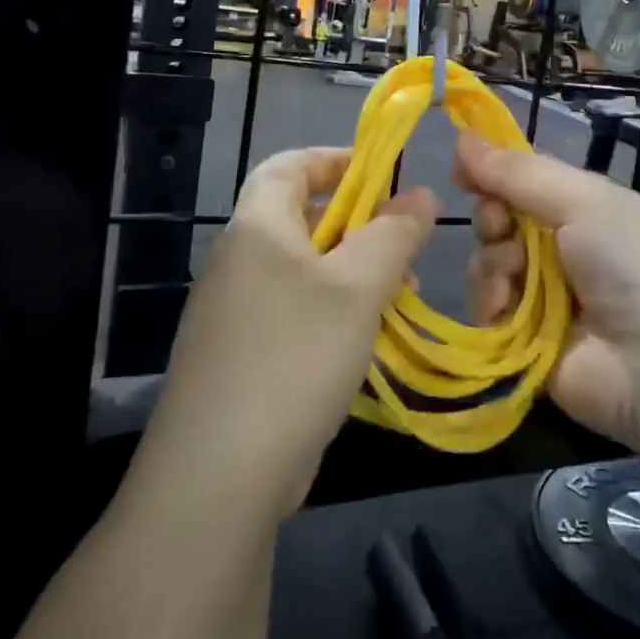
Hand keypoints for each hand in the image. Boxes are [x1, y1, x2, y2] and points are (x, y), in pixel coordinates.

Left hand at [141, 148, 437, 520]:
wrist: (218, 478)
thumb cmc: (295, 357)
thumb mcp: (359, 288)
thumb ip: (394, 234)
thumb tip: (422, 196)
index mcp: (257, 229)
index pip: (288, 165)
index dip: (335, 159)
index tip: (384, 174)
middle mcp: (239, 262)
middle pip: (301, 218)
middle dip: (359, 224)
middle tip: (405, 244)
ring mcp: (234, 313)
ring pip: (304, 271)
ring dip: (354, 273)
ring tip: (400, 297)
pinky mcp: (240, 357)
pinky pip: (294, 312)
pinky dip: (333, 312)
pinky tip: (366, 342)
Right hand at [455, 132, 639, 447]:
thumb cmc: (633, 263)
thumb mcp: (583, 200)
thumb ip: (519, 173)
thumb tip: (463, 138)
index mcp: (582, 209)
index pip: (522, 183)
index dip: (491, 175)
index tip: (461, 173)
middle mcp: (560, 250)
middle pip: (499, 223)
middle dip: (492, 221)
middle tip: (501, 227)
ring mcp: (543, 298)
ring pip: (488, 266)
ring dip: (492, 265)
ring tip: (514, 278)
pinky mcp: (526, 344)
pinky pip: (488, 313)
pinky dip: (491, 306)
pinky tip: (506, 309)